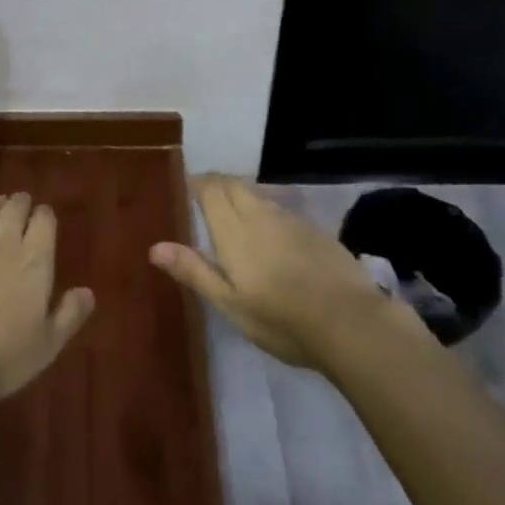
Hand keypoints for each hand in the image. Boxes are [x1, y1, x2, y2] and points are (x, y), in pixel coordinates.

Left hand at [0, 193, 95, 407]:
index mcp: (35, 262)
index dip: (45, 215)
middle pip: (14, 211)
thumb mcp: (48, 344)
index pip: (44, 222)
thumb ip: (69, 315)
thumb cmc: (3, 357)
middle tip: (21, 201)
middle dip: (20, 203)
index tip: (44, 214)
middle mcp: (3, 245)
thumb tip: (88, 292)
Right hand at [151, 174, 413, 369]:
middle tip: (205, 196)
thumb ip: (194, 271)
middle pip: (234, 184)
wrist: (349, 321)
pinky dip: (265, 208)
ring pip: (258, 194)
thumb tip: (154, 247)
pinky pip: (279, 207)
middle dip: (217, 183)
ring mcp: (290, 219)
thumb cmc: (280, 318)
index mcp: (233, 229)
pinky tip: (269, 232)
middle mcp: (259, 213)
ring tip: (233, 211)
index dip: (198, 182)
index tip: (187, 187)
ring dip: (241, 194)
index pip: (210, 188)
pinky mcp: (314, 229)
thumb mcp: (230, 303)